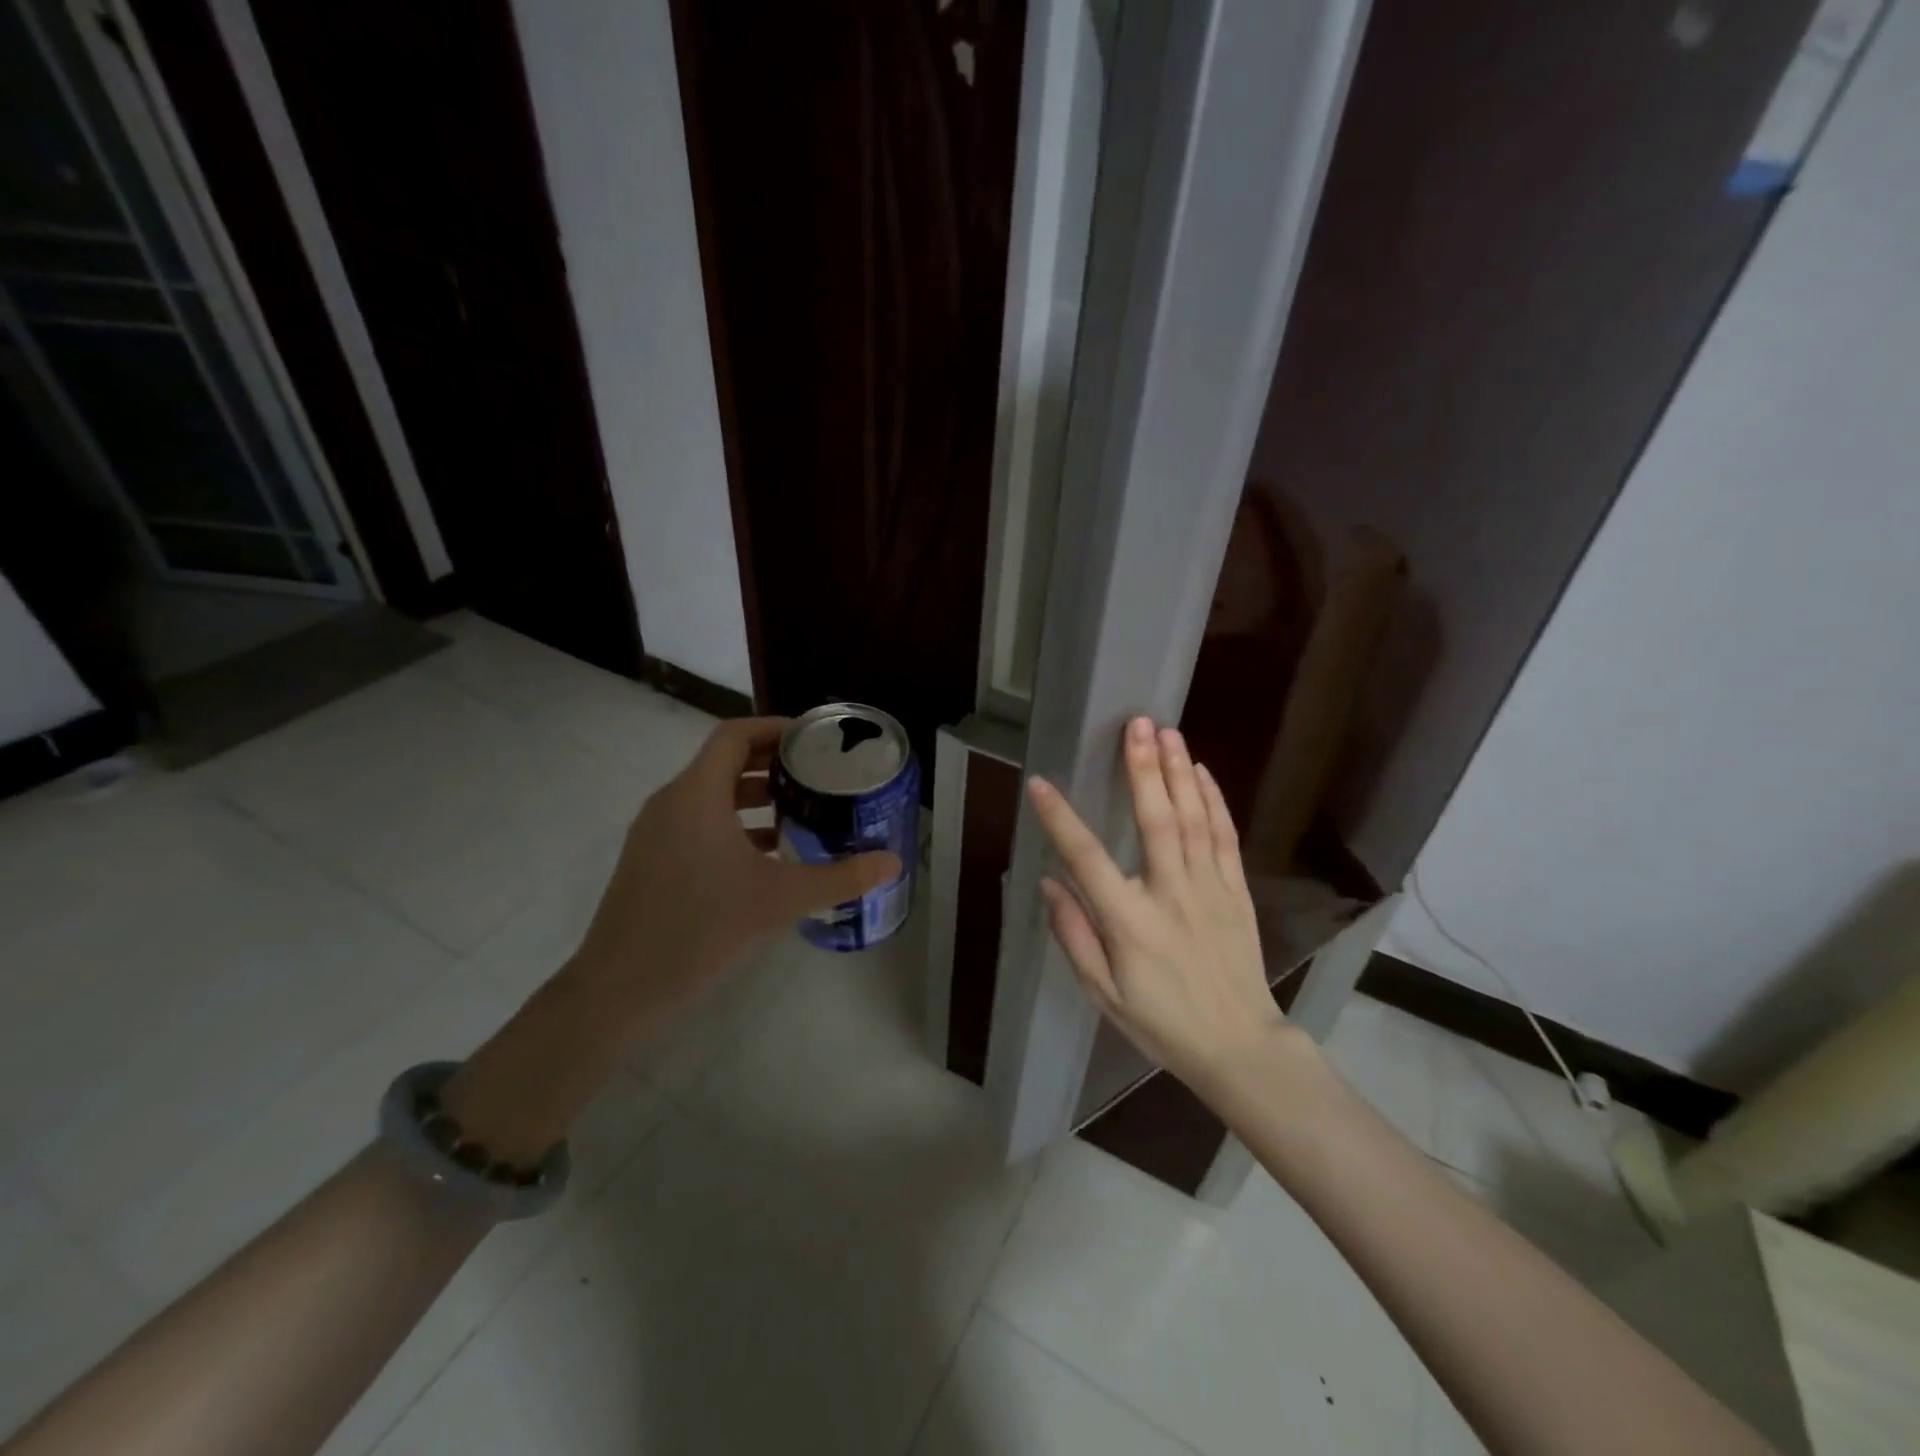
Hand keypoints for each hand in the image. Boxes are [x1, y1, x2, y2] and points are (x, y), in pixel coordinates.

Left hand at [572, 716, 900, 1033]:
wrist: (620, 988)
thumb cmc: (702, 929)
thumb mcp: (781, 900)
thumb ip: (841, 878)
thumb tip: (893, 862)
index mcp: (697, 795)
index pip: (734, 735)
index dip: (774, 728)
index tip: (813, 739)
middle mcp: (671, 802)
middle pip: (724, 762)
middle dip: (772, 763)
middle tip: (817, 774)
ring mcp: (655, 832)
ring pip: (710, 795)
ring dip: (754, 796)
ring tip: (800, 811)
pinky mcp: (650, 859)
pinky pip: (697, 822)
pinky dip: (733, 824)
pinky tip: (766, 856)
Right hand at [1027, 716, 1288, 1094]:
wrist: (1240, 1046)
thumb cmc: (1163, 1023)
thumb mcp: (1103, 993)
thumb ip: (1074, 935)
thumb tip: (1049, 883)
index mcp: (1129, 921)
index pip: (1086, 858)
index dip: (1060, 819)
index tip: (1040, 783)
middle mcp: (1170, 893)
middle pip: (1154, 819)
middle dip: (1142, 768)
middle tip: (1134, 724)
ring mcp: (1209, 888)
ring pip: (1192, 818)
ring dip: (1178, 771)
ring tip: (1165, 731)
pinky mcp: (1236, 890)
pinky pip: (1224, 836)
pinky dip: (1213, 800)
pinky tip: (1201, 771)